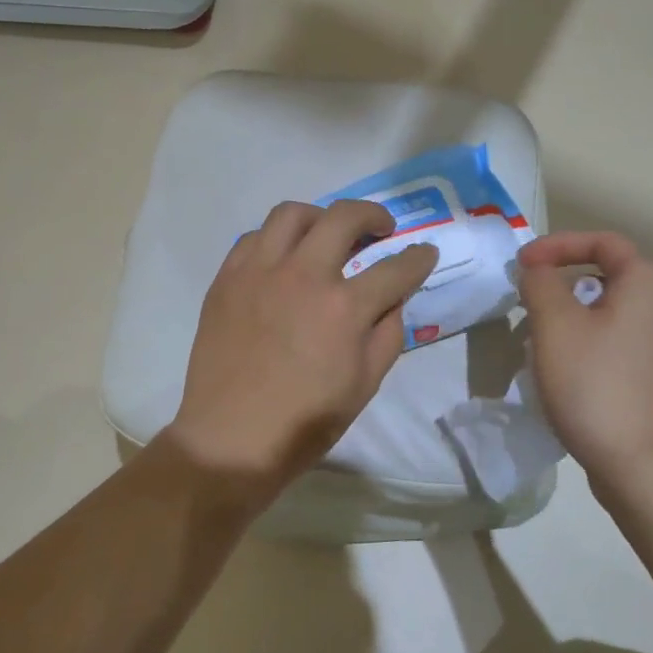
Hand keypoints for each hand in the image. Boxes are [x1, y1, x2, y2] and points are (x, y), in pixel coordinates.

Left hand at [169, 199, 439, 501]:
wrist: (230, 438)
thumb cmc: (304, 422)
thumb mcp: (365, 386)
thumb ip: (387, 334)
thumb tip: (393, 299)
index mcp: (343, 308)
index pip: (395, 269)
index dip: (418, 258)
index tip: (424, 253)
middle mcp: (303, 275)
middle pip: (344, 217)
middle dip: (373, 215)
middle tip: (381, 228)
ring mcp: (259, 271)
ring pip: (292, 214)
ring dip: (320, 217)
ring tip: (327, 233)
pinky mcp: (227, 278)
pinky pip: (254, 238)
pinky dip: (277, 239)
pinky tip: (284, 258)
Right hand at [517, 232, 652, 503]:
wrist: (645, 469)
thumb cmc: (596, 385)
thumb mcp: (555, 324)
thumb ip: (539, 283)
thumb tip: (536, 270)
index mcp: (647, 286)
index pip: (603, 242)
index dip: (558, 244)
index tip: (522, 264)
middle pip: (606, 277)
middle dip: (560, 282)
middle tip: (526, 302)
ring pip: (608, 314)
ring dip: (569, 317)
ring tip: (536, 340)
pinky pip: (615, 345)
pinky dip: (585, 345)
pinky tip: (562, 374)